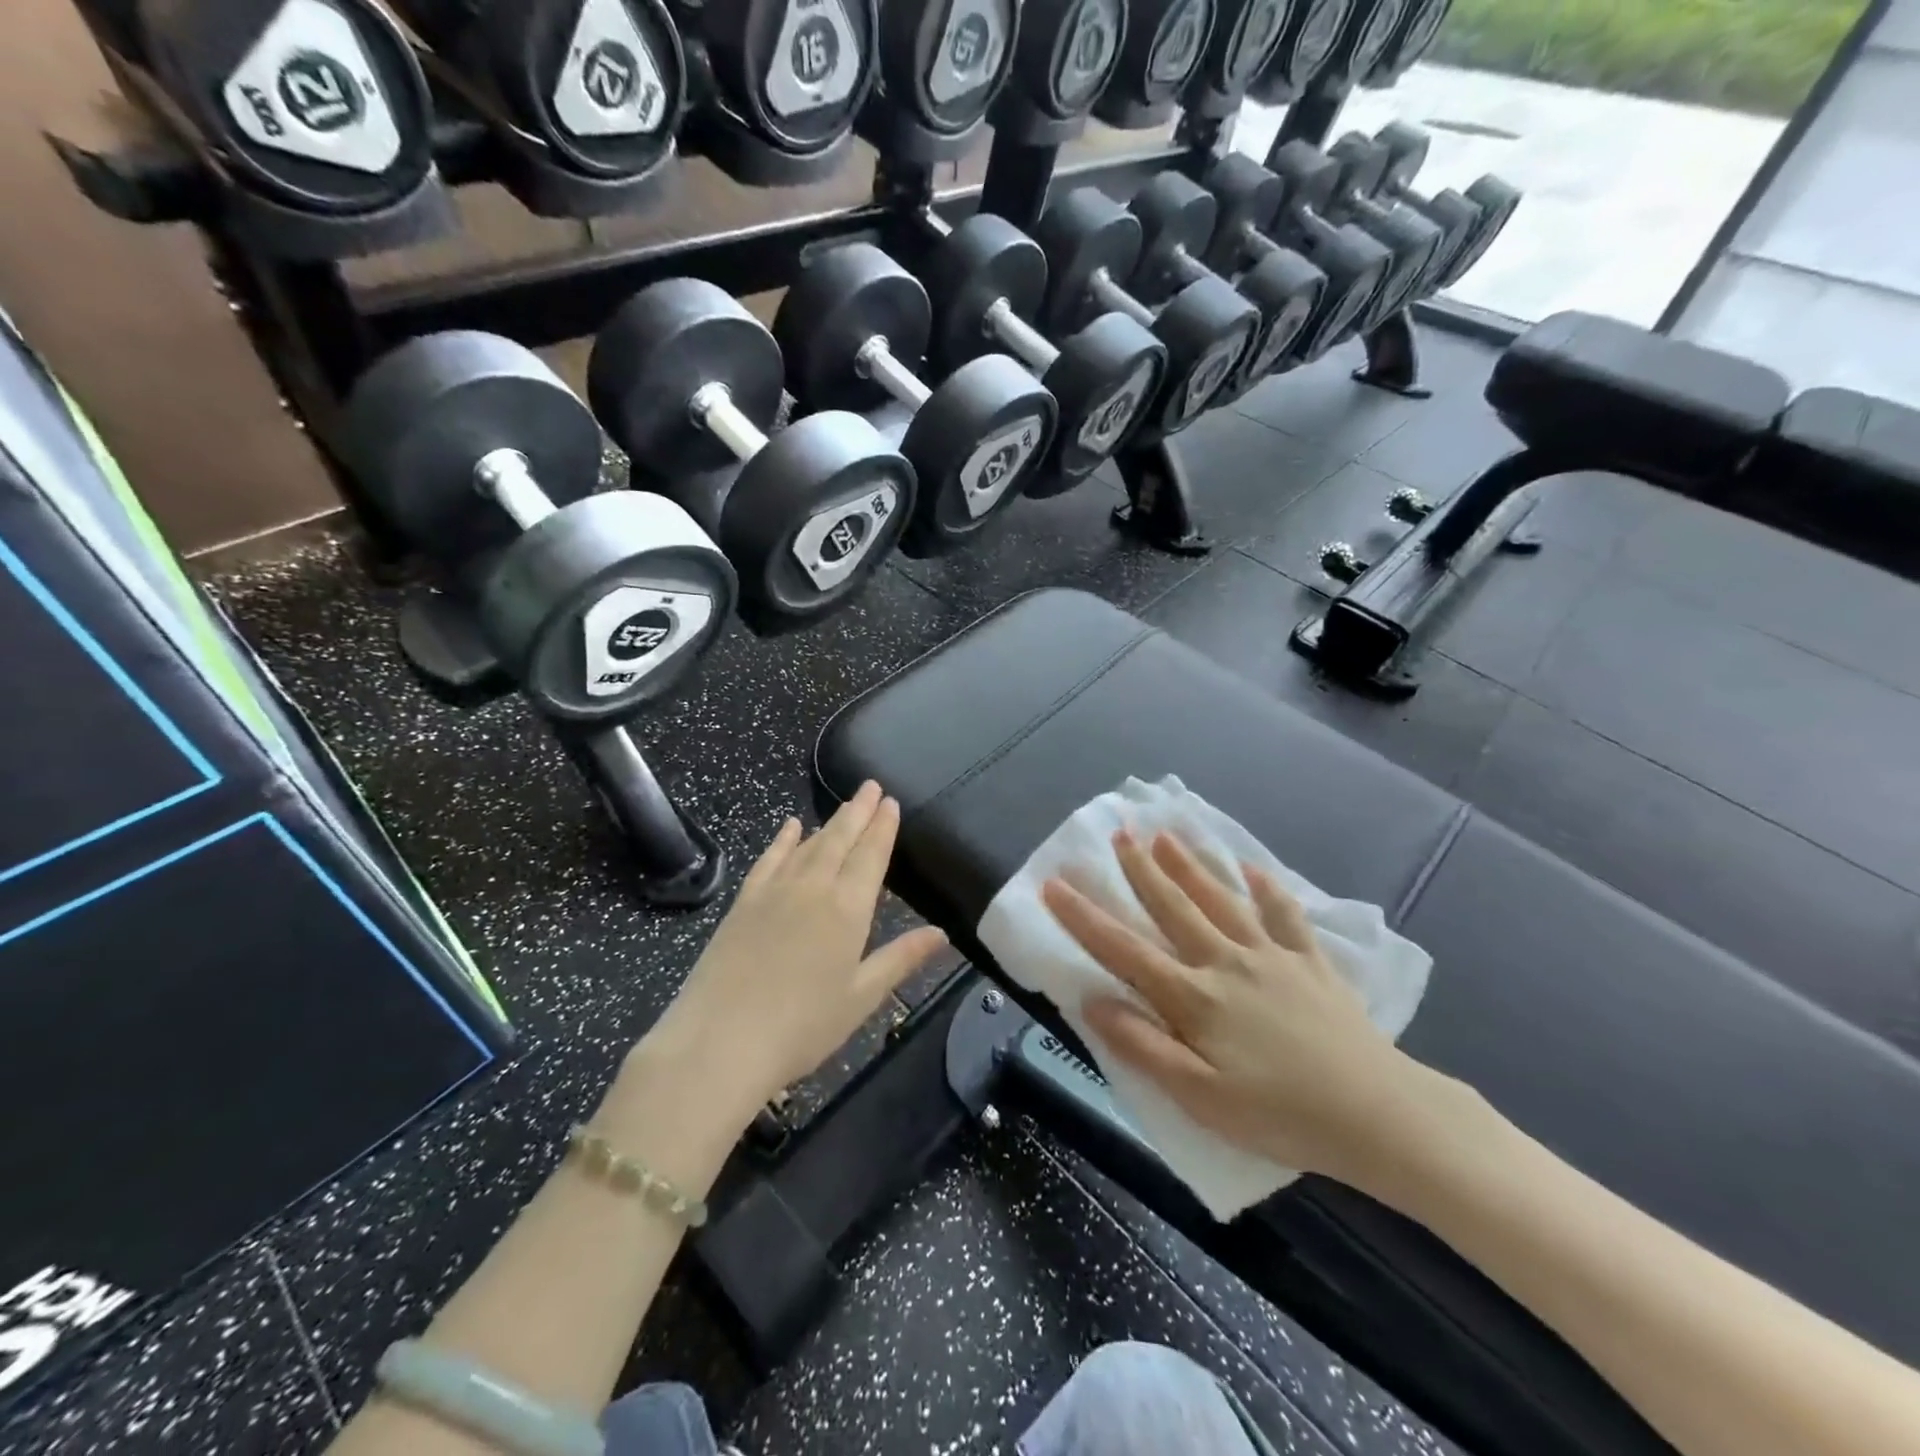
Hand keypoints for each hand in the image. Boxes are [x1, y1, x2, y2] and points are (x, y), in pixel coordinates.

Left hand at [653, 782, 947, 1113]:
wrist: (720, 1041)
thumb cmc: (802, 1027)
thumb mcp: (861, 997)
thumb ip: (901, 959)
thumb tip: (941, 933)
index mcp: (848, 909)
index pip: (871, 856)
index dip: (883, 828)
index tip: (891, 802)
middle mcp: (813, 888)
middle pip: (841, 839)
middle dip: (859, 811)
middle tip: (872, 786)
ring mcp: (774, 891)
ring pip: (808, 845)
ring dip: (829, 822)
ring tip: (845, 805)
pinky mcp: (744, 902)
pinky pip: (769, 859)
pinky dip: (783, 839)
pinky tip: (790, 826)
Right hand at [1042, 829, 1437, 1190]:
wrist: (1378, 1116)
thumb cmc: (1280, 1115)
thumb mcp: (1200, 1097)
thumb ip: (1143, 1046)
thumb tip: (1091, 1000)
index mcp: (1194, 997)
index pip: (1124, 949)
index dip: (1084, 916)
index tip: (1055, 883)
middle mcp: (1226, 962)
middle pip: (1174, 908)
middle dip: (1141, 870)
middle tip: (1119, 833)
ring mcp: (1271, 957)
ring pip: (1221, 900)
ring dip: (1191, 866)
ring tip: (1167, 835)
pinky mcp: (1310, 963)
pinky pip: (1284, 916)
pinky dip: (1267, 890)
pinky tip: (1254, 871)